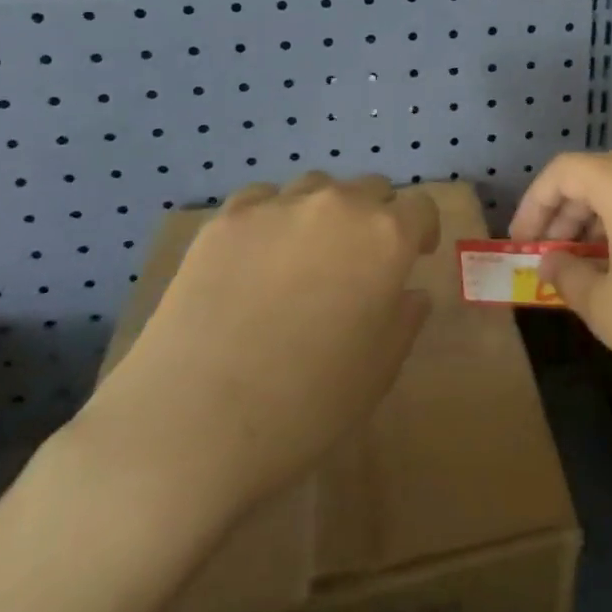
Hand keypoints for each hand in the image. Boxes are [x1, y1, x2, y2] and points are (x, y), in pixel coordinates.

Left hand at [76, 173, 438, 522]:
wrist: (191, 425)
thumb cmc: (305, 406)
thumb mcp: (378, 372)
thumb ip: (405, 320)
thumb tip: (409, 292)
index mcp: (386, 238)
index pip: (420, 208)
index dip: (421, 231)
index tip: (413, 258)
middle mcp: (338, 206)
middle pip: (371, 188)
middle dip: (375, 217)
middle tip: (359, 262)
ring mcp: (278, 206)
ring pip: (317, 187)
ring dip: (324, 212)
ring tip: (305, 256)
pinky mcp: (226, 219)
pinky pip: (263, 199)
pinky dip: (272, 217)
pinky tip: (257, 257)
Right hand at [511, 152, 611, 434]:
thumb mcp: (610, 311)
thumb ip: (569, 277)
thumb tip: (554, 260)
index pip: (564, 170)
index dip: (534, 203)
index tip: (522, 244)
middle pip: (599, 173)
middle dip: (566, 210)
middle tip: (551, 256)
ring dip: (601, 217)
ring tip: (590, 263)